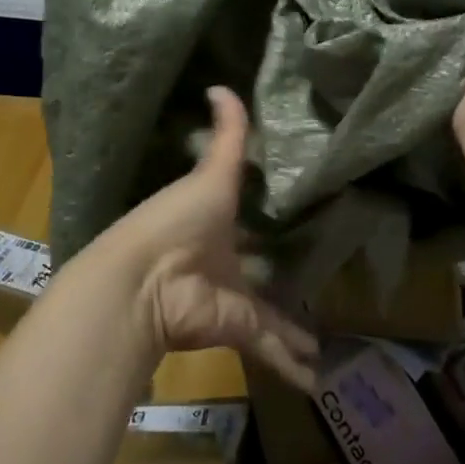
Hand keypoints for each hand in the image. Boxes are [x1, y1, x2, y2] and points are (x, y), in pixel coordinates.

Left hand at [102, 87, 319, 390]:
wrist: (144, 280)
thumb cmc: (174, 219)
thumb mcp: (209, 173)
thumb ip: (226, 134)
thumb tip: (222, 84)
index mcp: (217, 226)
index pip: (248, 226)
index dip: (267, 226)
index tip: (291, 225)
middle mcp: (226, 265)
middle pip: (260, 277)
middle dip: (280, 284)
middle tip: (311, 290)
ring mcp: (232, 300)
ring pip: (269, 320)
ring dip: (291, 334)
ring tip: (320, 346)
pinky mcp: (238, 329)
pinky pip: (269, 348)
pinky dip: (290, 364)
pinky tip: (315, 379)